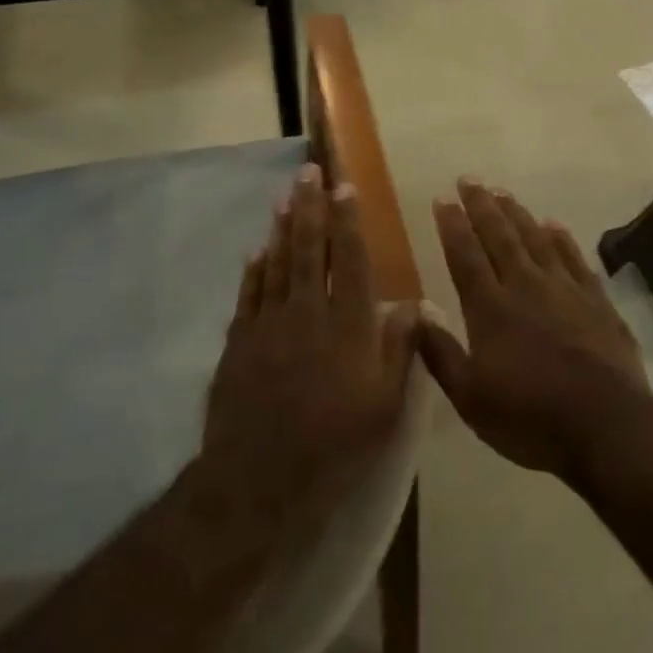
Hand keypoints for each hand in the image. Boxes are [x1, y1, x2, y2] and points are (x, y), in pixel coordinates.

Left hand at [203, 164, 409, 532]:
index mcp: (348, 325)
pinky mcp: (240, 342)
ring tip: (286, 198)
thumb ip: (399, 350)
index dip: (348, 221)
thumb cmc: (336, 444)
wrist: (261, 478)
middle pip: (310, 250)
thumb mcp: (385, 405)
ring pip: (278, 264)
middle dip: (311, 208)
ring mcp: (269, 325)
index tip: (345, 188)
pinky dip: (255, 269)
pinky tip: (258, 250)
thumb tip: (412, 304)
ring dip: (283, 228)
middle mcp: (309, 313)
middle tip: (309, 173)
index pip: (350, 259)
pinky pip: (249, 294)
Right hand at [401, 179, 650, 477]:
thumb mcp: (471, 398)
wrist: (606, 424)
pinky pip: (574, 258)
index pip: (465, 255)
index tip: (443, 198)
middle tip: (470, 178)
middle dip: (482, 206)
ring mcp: (565, 289)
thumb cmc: (530, 417)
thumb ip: (440, 353)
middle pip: (500, 236)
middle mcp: (525, 286)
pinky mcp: (596, 300)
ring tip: (503, 193)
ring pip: (536, 239)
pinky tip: (554, 225)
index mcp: (490, 308)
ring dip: (517, 214)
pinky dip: (562, 238)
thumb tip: (414, 313)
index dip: (453, 225)